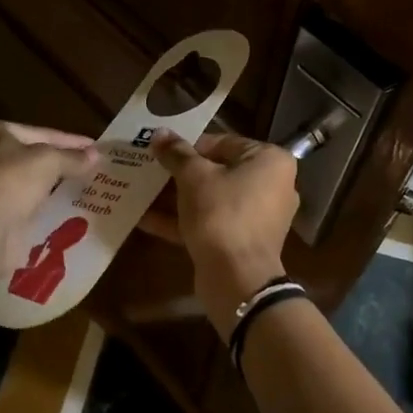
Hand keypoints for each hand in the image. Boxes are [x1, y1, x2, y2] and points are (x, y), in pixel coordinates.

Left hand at [0, 121, 96, 267]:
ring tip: (78, 187)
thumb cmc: (12, 182)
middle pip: (29, 156)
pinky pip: (19, 203)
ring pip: (24, 181)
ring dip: (48, 185)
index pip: (40, 132)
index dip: (70, 140)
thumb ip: (73, 157)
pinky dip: (37, 205)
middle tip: (87, 167)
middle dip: (58, 162)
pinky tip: (59, 209)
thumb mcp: (50, 161)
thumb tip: (96, 155)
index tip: (94, 147)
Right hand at [140, 130, 298, 338]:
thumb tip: (159, 133)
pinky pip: (211, 223)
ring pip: (211, 199)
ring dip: (177, 197)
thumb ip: (176, 153)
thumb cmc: (222, 214)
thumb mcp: (194, 177)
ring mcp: (257, 217)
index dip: (189, 146)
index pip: (224, 143)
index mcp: (270, 161)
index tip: (161, 151)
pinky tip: (145, 218)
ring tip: (141, 190)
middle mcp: (271, 185)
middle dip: (180, 173)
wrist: (237, 279)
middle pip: (217, 171)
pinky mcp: (241, 242)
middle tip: (149, 169)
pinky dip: (182, 220)